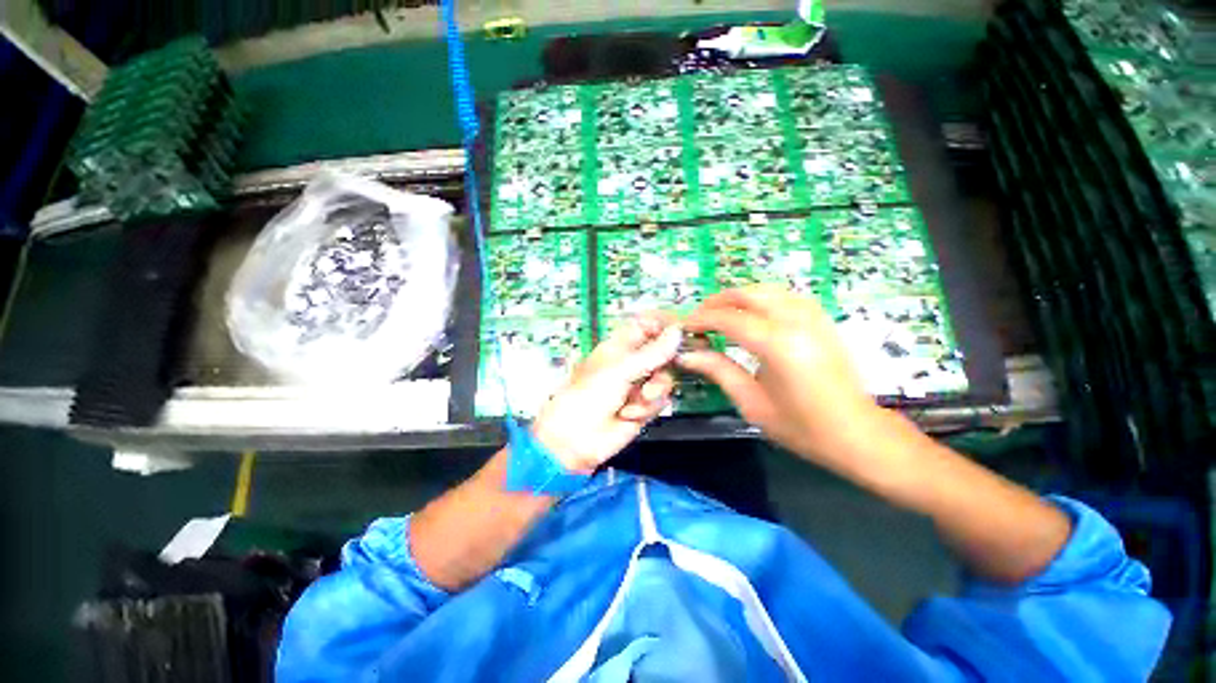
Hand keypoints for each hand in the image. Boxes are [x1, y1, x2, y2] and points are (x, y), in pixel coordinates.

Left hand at [532, 313, 681, 472]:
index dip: (663, 327)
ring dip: (654, 391)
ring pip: (665, 379)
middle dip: (664, 365)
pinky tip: (629, 414)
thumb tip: (676, 332)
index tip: (679, 332)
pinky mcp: (643, 408)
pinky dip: (647, 408)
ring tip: (639, 399)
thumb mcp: (621, 369)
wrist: (576, 440)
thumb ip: (652, 352)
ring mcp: (638, 386)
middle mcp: (631, 364)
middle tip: (660, 371)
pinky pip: (661, 401)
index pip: (646, 327)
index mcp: (620, 346)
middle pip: (662, 354)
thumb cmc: (587, 397)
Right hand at [679, 285, 889, 472]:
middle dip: (716, 302)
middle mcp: (797, 321)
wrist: (858, 434)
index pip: (729, 318)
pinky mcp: (822, 319)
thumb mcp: (752, 403)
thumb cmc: (802, 427)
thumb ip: (718, 371)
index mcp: (779, 345)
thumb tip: (686, 355)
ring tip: (718, 315)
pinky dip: (760, 298)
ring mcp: (813, 316)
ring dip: (737, 297)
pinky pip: (784, 295)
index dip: (701, 319)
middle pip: (747, 293)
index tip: (684, 327)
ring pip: (766, 289)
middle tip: (698, 319)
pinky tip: (751, 313)